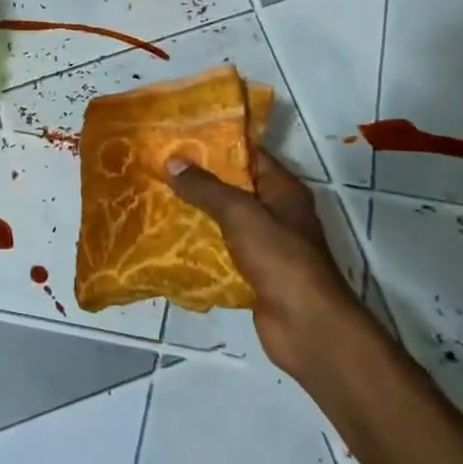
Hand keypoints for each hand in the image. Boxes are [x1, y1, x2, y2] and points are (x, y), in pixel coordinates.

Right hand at [166, 148, 361, 376]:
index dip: (218, 143)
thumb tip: (172, 162)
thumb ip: (206, 188)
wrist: (305, 326)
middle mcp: (277, 213)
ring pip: (225, 221)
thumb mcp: (240, 213)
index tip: (180, 136)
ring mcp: (266, 246)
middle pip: (234, 187)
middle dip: (199, 178)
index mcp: (283, 190)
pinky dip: (199, 245)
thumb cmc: (280, 258)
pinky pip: (221, 251)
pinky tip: (169, 239)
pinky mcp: (253, 274)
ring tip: (156, 197)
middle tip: (159, 166)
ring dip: (196, 212)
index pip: (250, 155)